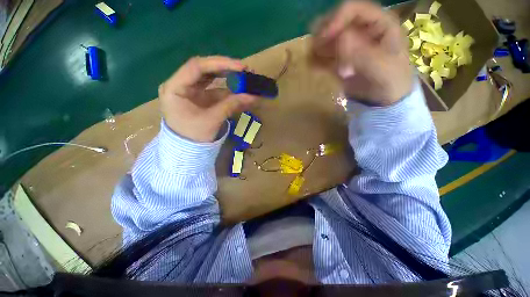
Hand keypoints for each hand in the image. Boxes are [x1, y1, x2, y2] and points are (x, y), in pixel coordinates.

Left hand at [159, 56, 257, 141]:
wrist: (188, 151)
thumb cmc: (194, 137)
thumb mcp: (212, 120)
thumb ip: (231, 105)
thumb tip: (253, 96)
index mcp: (175, 88)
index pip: (197, 67)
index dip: (221, 64)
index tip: (241, 67)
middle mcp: (181, 85)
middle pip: (205, 70)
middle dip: (226, 70)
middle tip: (245, 70)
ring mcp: (191, 91)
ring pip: (211, 79)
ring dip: (229, 80)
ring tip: (246, 80)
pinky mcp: (200, 98)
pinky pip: (215, 91)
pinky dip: (229, 93)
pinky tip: (241, 94)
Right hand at [311, 1, 412, 105]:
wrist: (384, 98)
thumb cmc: (391, 81)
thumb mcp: (382, 68)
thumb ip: (364, 54)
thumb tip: (341, 38)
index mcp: (379, 23)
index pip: (354, 10)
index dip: (336, 19)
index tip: (323, 37)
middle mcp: (361, 30)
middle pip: (336, 22)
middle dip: (323, 34)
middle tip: (314, 49)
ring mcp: (349, 45)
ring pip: (327, 38)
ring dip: (317, 47)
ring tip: (312, 60)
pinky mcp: (339, 59)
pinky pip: (324, 55)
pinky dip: (316, 59)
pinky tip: (313, 67)